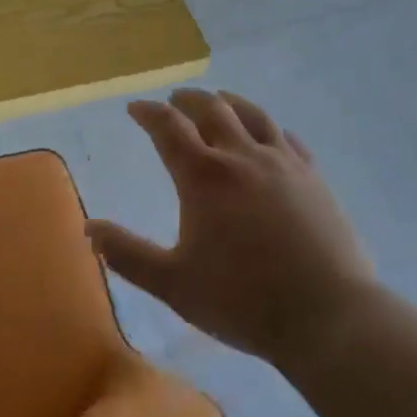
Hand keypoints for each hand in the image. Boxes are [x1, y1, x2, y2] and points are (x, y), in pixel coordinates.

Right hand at [88, 89, 373, 366]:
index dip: (148, 113)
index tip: (135, 108)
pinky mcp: (313, 177)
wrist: (328, 316)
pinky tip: (270, 135)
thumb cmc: (243, 301)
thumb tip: (89, 228)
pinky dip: (269, 128)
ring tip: (218, 101)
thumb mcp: (174, 283)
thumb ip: (128, 254)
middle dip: (187, 101)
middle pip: (211, 109)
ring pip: (252, 115)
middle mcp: (241, 155)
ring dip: (228, 103)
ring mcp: (282, 162)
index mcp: (204, 175)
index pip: (168, 127)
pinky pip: (287, 138)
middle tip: (174, 100)